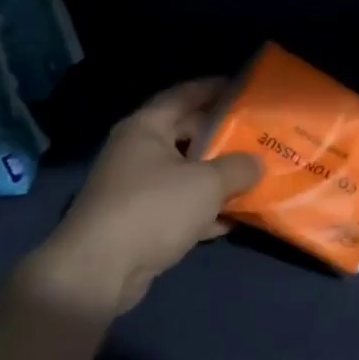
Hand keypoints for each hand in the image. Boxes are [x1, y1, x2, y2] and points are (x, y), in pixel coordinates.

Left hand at [15, 79, 261, 318]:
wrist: (99, 271)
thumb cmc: (154, 209)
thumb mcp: (207, 183)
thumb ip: (239, 167)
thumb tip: (257, 163)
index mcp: (147, 128)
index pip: (184, 95)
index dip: (215, 88)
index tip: (246, 89)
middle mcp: (138, 151)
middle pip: (187, 134)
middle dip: (223, 136)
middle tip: (259, 135)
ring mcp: (136, 188)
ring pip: (186, 173)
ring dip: (218, 176)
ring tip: (255, 174)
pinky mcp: (140, 221)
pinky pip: (180, 206)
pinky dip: (204, 210)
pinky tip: (234, 218)